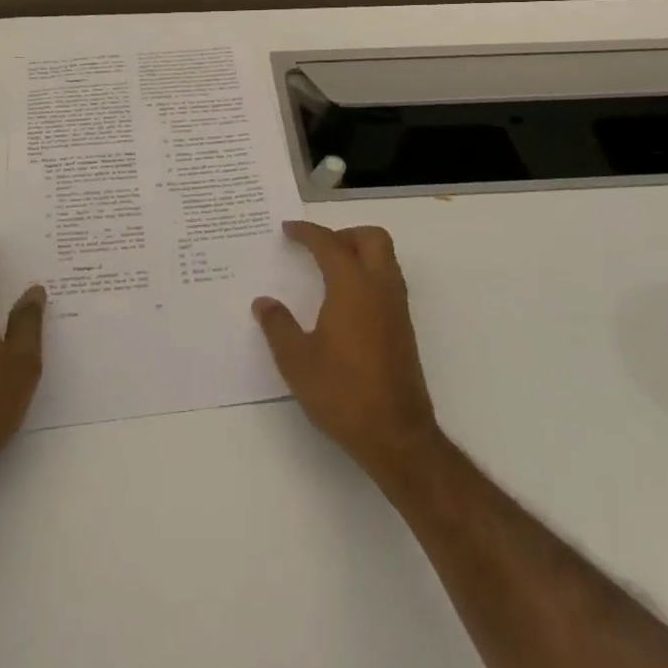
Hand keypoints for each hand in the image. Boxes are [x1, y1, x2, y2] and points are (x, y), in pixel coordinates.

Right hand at [253, 221, 440, 485]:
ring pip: (385, 259)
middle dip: (343, 234)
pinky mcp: (404, 330)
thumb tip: (264, 303)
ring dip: (359, 254)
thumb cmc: (342, 393)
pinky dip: (367, 276)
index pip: (330, 243)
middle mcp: (380, 288)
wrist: (397, 436)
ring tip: (328, 272)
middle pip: (372, 238)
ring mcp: (397, 309)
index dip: (307, 232)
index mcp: (352, 286)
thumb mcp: (296, 360)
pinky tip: (345, 303)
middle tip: (317, 249)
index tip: (287, 230)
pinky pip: (388, 283)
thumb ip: (278, 325)